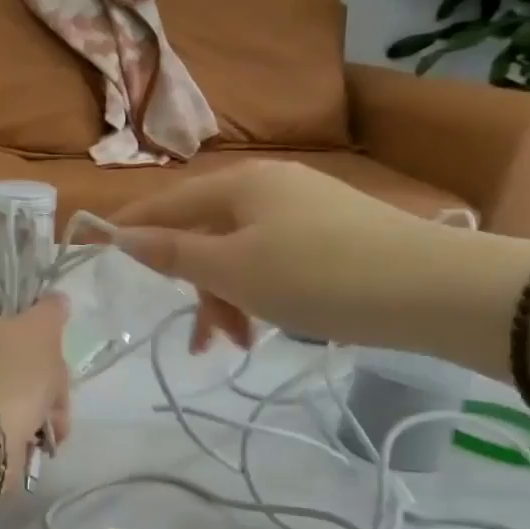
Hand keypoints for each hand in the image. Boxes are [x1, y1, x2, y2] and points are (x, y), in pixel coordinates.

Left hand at [0, 295, 72, 457]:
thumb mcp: (40, 328)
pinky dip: (33, 428)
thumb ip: (50, 310)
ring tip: (54, 422)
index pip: (13, 323)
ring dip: (48, 407)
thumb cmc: (14, 372)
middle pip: (24, 362)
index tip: (55, 350)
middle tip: (57, 390)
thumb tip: (56, 300)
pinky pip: (15, 420)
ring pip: (25, 394)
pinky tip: (44, 437)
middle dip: (50, 379)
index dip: (41, 335)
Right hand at [109, 161, 529, 355]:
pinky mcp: (332, 234)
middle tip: (202, 341)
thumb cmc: (318, 275)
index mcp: (239, 184)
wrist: (432, 288)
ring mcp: (303, 209)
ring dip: (228, 298)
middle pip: (205, 233)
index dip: (131, 228)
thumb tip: (121, 235)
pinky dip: (260, 294)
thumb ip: (173, 253)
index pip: (167, 204)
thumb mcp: (233, 269)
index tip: (97, 249)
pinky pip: (273, 261)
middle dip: (195, 286)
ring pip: (240, 253)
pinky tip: (269, 326)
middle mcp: (268, 186)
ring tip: (239, 343)